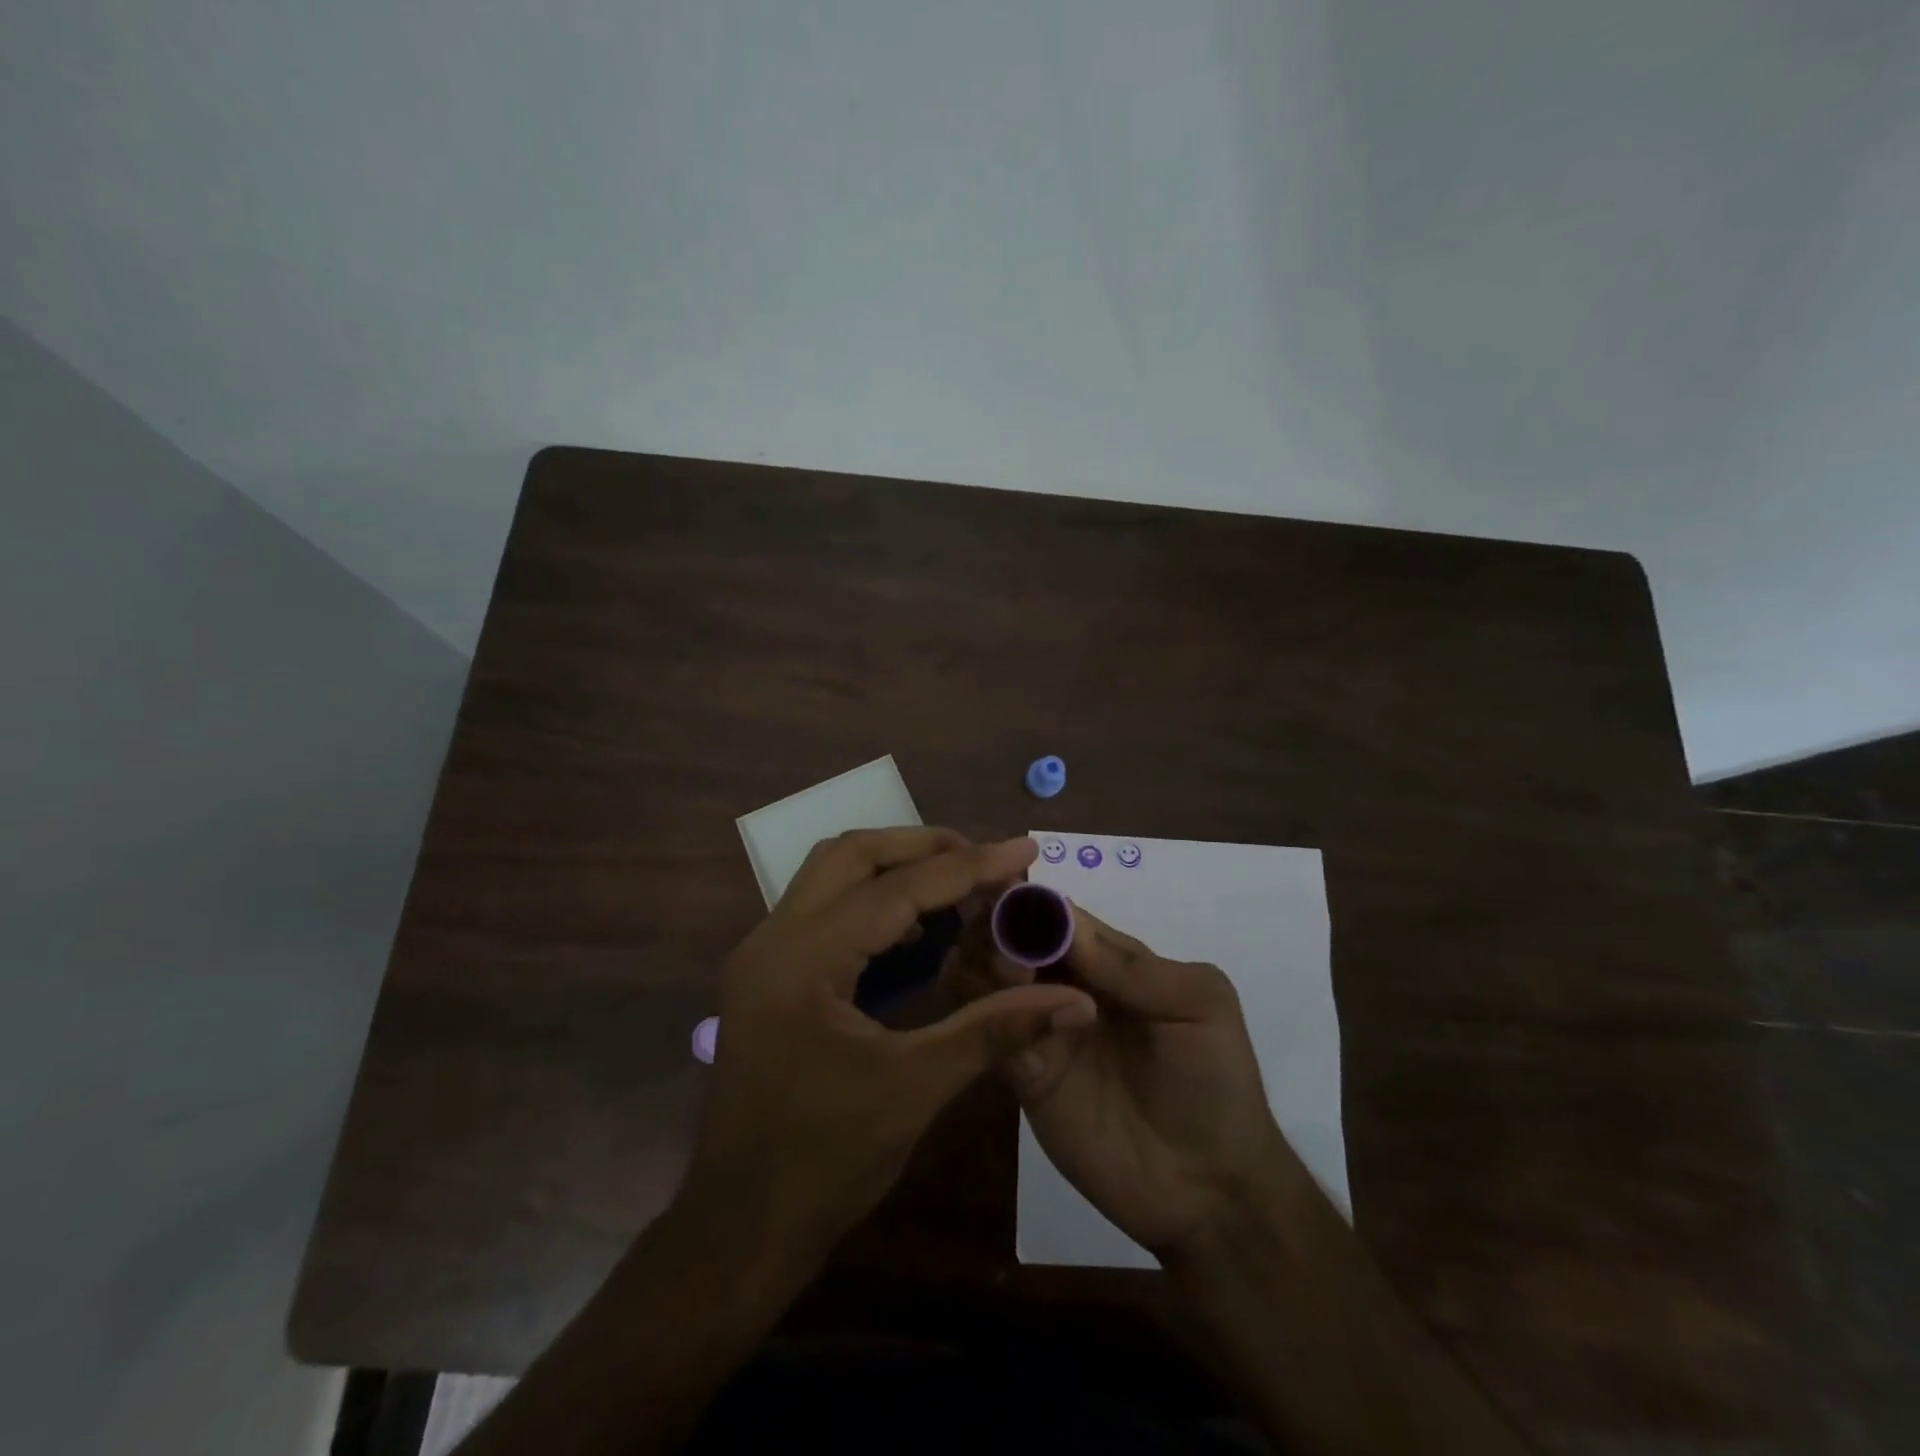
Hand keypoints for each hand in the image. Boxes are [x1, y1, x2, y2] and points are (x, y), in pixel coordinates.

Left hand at [686, 828, 1097, 1253]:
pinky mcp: (767, 974)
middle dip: (924, 846)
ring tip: (959, 882)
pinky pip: (823, 908)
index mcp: (802, 961)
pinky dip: (872, 900)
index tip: (1025, 849)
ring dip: (895, 866)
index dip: (968, 866)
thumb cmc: (825, 1164)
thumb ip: (995, 1029)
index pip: (896, 889)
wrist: (739, 1228)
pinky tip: (916, 930)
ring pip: (831, 873)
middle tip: (987, 858)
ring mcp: (762, 954)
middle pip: (852, 854)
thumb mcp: (916, 1089)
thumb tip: (1074, 1001)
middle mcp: (772, 939)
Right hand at [997, 906, 1293, 1258]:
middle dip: (1000, 929)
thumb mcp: (1199, 1006)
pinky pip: (993, 1034)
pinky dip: (985, 1014)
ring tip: (1008, 974)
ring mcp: (1042, 1029)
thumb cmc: (1216, 1083)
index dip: (1030, 900)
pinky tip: (994, 1010)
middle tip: (1003, 941)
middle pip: (1016, 941)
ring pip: (994, 981)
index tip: (1001, 887)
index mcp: (1109, 961)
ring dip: (988, 965)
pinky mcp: (1025, 1075)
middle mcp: (1067, 985)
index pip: (1059, 916)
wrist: (1210, 1190)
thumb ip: (1135, 967)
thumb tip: (1065, 922)